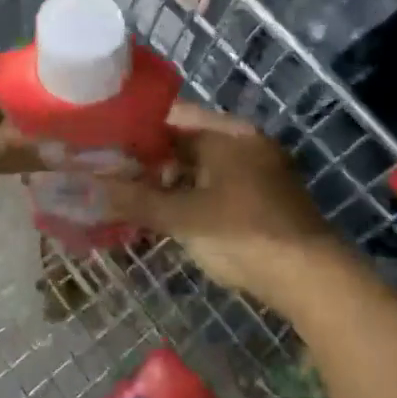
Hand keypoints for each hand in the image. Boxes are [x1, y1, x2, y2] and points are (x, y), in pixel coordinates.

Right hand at [105, 104, 369, 315]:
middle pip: (184, 140)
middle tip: (111, 176)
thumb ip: (133, 199)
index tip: (102, 145)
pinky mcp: (263, 197)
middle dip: (148, 159)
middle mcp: (245, 141)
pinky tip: (168, 214)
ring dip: (168, 180)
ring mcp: (258, 169)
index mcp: (228, 133)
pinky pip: (216, 184)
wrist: (313, 280)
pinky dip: (190, 195)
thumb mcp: (182, 217)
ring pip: (200, 165)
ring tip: (133, 198)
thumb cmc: (243, 235)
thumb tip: (83, 188)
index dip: (133, 130)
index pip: (170, 116)